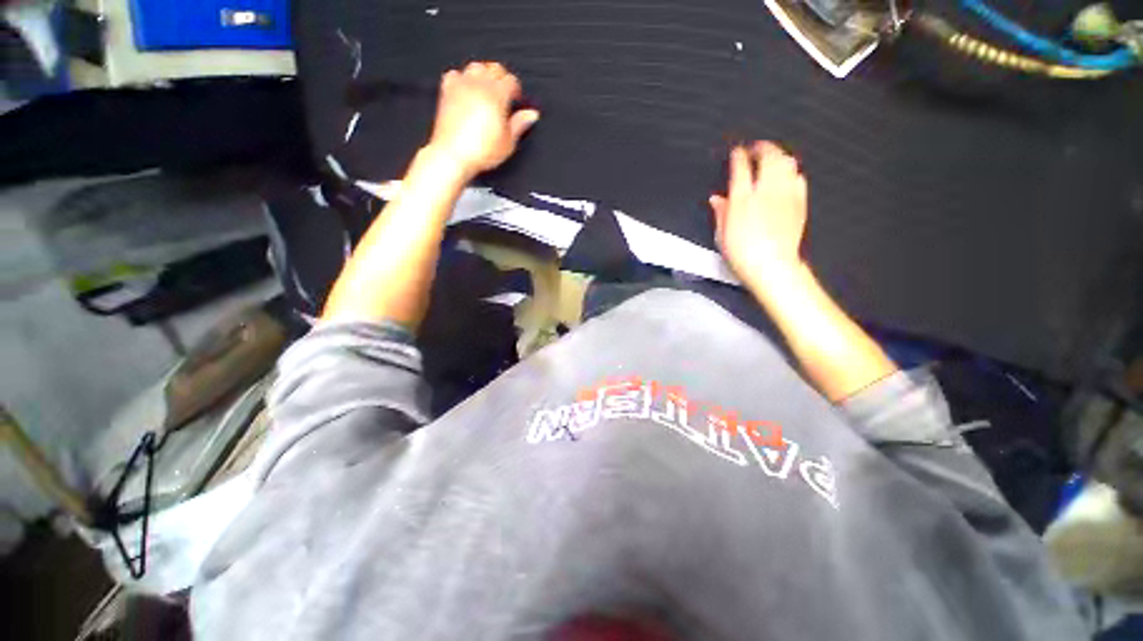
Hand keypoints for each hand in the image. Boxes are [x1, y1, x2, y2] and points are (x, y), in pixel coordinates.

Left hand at [426, 62, 540, 177]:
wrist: (454, 154)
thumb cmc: (480, 151)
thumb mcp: (508, 142)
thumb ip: (519, 124)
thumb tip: (531, 114)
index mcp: (497, 95)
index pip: (511, 80)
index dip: (516, 89)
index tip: (516, 99)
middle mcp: (479, 85)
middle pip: (494, 68)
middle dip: (502, 78)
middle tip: (504, 94)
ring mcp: (462, 86)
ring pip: (476, 67)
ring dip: (484, 75)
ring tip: (487, 90)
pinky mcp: (447, 91)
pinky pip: (455, 74)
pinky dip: (462, 79)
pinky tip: (467, 91)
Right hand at [709, 141, 807, 288]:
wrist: (772, 266)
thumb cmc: (743, 253)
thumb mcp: (722, 234)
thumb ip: (720, 212)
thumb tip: (716, 200)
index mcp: (742, 198)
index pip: (741, 166)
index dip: (738, 155)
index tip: (736, 152)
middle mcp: (765, 191)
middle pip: (768, 156)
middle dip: (762, 147)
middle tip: (756, 147)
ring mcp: (785, 195)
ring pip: (787, 162)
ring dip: (779, 155)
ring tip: (773, 156)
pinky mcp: (799, 203)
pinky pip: (799, 178)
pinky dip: (792, 172)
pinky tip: (789, 176)